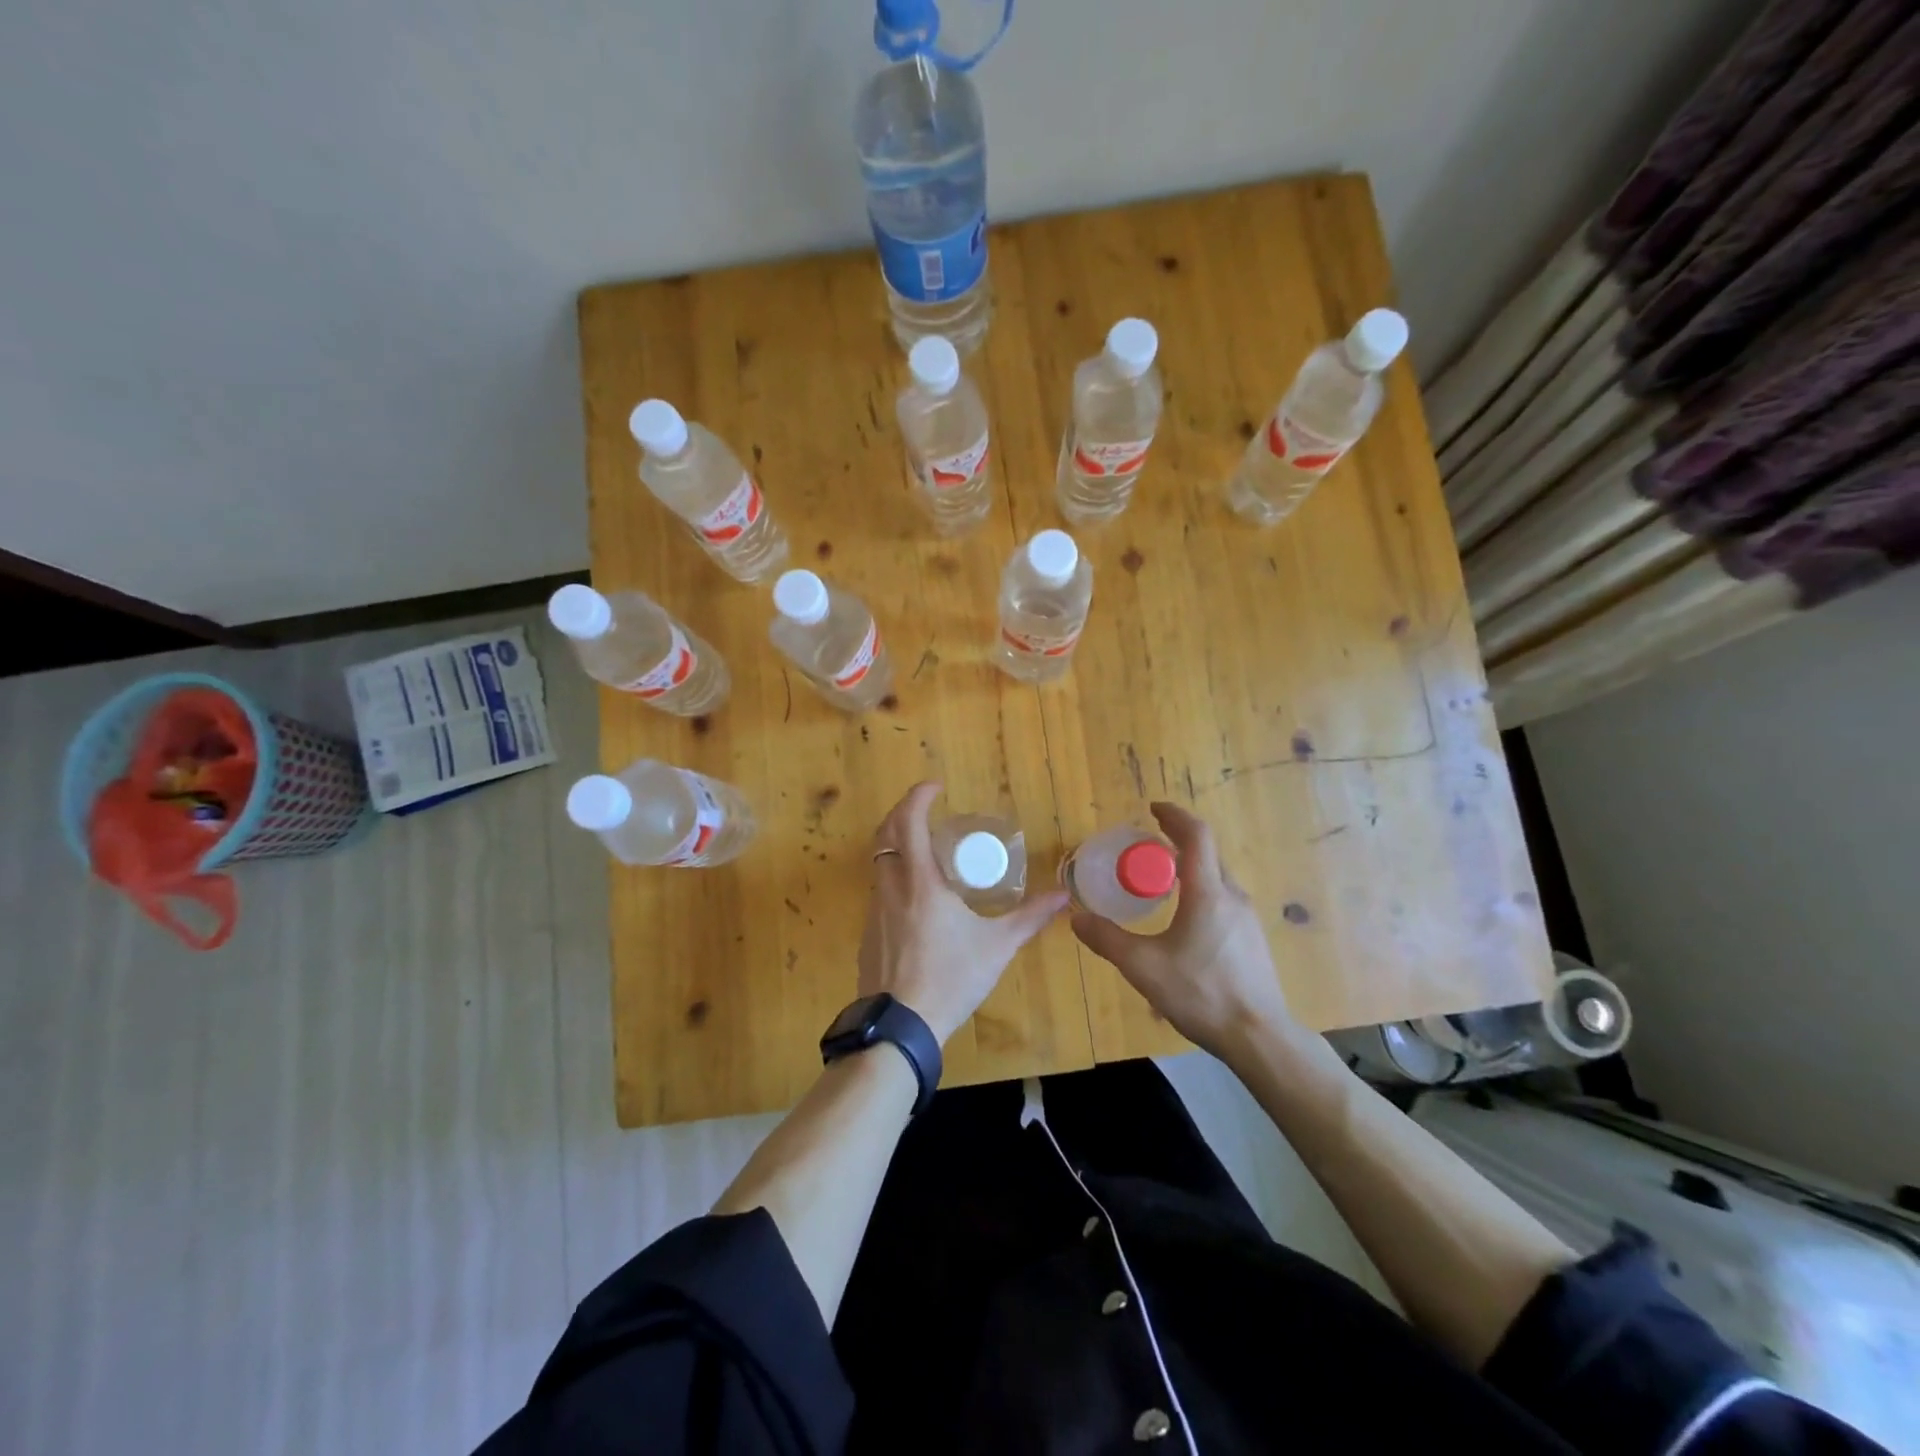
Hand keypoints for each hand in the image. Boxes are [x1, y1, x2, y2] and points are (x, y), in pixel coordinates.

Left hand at [858, 782, 1068, 1044]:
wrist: (900, 1027)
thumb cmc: (950, 978)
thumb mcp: (997, 947)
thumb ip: (1030, 918)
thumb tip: (1063, 896)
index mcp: (920, 882)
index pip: (908, 822)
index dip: (917, 796)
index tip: (936, 787)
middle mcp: (891, 888)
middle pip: (885, 834)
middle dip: (903, 813)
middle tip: (928, 810)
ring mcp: (875, 910)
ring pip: (879, 862)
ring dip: (897, 844)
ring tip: (927, 851)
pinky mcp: (868, 933)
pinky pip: (879, 890)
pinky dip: (895, 875)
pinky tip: (917, 898)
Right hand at [1070, 802, 1294, 1060]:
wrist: (1259, 1037)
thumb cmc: (1201, 993)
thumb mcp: (1143, 967)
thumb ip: (1108, 940)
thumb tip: (1076, 918)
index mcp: (1207, 892)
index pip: (1196, 835)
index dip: (1174, 816)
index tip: (1153, 809)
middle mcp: (1232, 896)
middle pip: (1206, 854)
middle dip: (1177, 841)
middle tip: (1146, 846)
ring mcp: (1247, 919)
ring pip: (1216, 878)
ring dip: (1190, 867)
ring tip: (1161, 880)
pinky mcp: (1252, 939)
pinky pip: (1223, 899)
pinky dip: (1200, 891)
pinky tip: (1183, 919)